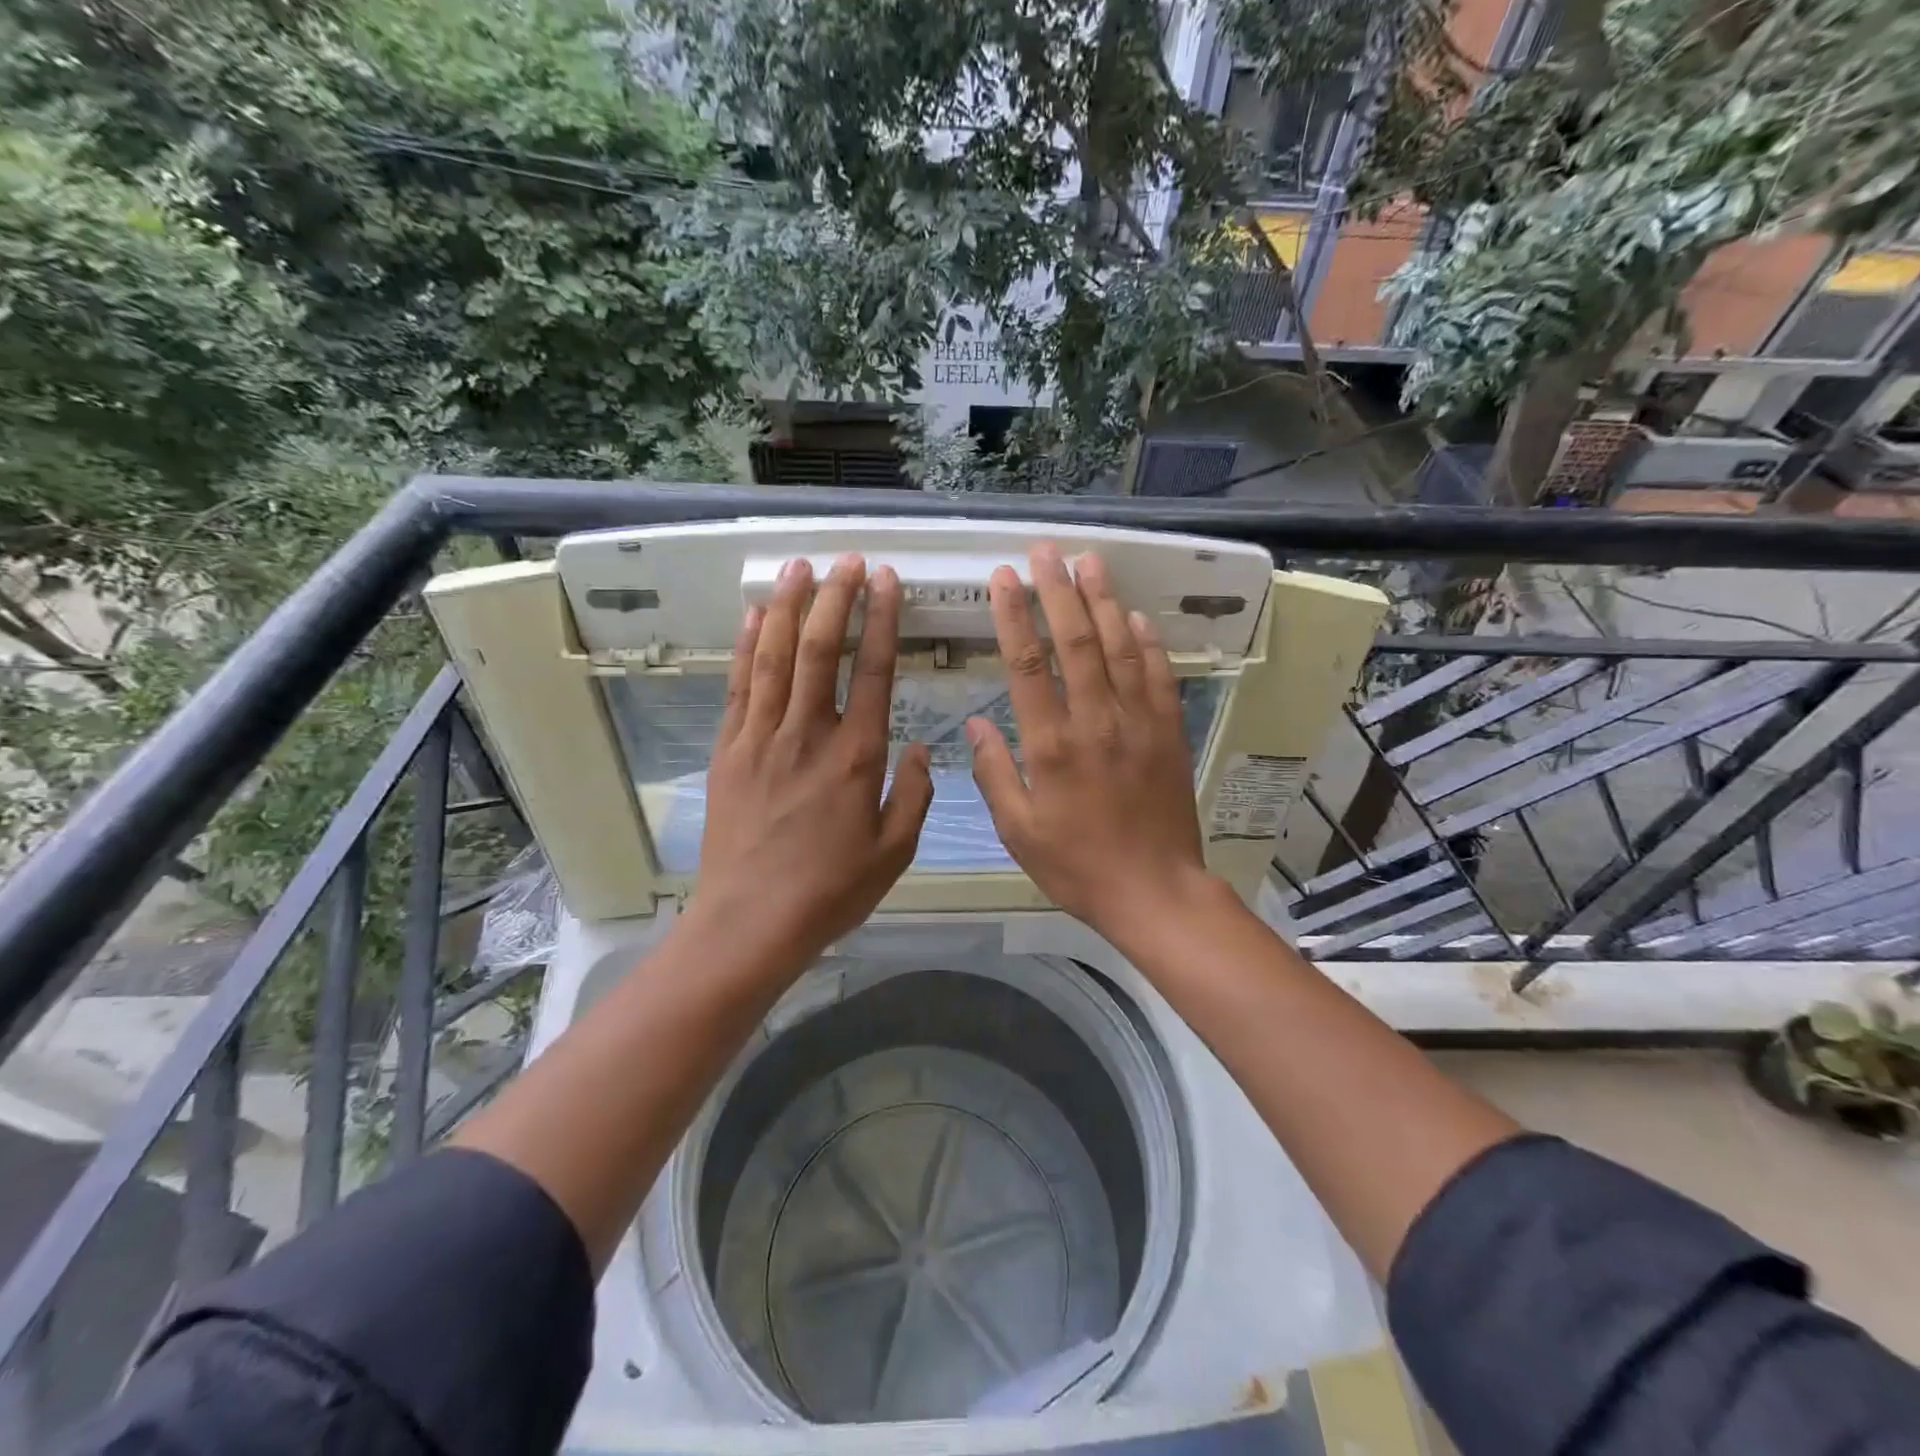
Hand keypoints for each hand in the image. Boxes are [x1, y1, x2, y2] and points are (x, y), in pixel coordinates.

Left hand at [693, 554, 932, 963]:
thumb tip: (919, 748)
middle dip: (835, 597)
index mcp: (856, 756)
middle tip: (847, 560)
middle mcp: (807, 734)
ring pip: (774, 656)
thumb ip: (914, 794)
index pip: (874, 671)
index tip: (888, 581)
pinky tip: (753, 616)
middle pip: (819, 649)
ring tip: (799, 567)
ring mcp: (761, 738)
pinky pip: (738, 685)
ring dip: (787, 606)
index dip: (883, 620)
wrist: (750, 922)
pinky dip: (746, 645)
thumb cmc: (830, 891)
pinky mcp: (728, 750)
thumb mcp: (895, 851)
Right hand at [967, 544, 1217, 945]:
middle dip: (1057, 591)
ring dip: (1102, 601)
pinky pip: (1158, 676)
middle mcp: (1096, 722)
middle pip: (1075, 642)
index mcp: (1051, 746)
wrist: (1154, 891)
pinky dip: (1146, 643)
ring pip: (1118, 648)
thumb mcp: (1018, 832)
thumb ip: (994, 774)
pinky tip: (1134, 617)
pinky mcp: (1168, 733)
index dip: (1014, 616)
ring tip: (1089, 562)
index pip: (1028, 665)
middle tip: (1045, 551)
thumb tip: (978, 725)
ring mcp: (1138, 723)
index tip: (1003, 578)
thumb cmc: (1077, 865)